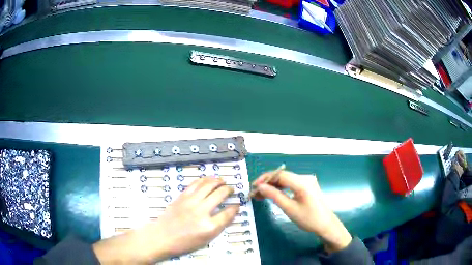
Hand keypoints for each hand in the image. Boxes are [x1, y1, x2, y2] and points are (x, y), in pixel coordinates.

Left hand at [93, 177, 238, 263]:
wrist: (162, 236)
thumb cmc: (184, 242)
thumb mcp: (205, 240)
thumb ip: (218, 226)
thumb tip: (229, 214)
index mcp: (209, 227)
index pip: (228, 213)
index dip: (235, 207)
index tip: (237, 205)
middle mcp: (201, 212)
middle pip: (220, 194)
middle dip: (229, 190)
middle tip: (232, 189)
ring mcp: (191, 202)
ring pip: (209, 185)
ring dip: (218, 181)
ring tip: (223, 181)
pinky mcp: (182, 196)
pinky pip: (196, 184)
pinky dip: (205, 180)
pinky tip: (209, 179)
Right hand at [254, 170, 351, 252]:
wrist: (326, 225)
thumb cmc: (308, 219)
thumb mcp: (289, 209)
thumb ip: (274, 196)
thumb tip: (260, 187)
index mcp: (302, 182)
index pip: (280, 175)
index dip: (265, 179)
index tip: (253, 186)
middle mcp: (305, 178)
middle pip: (282, 176)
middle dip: (268, 183)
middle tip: (255, 192)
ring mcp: (308, 181)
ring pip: (286, 180)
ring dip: (273, 186)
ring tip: (261, 195)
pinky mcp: (308, 186)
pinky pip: (291, 184)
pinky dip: (281, 188)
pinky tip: (273, 194)